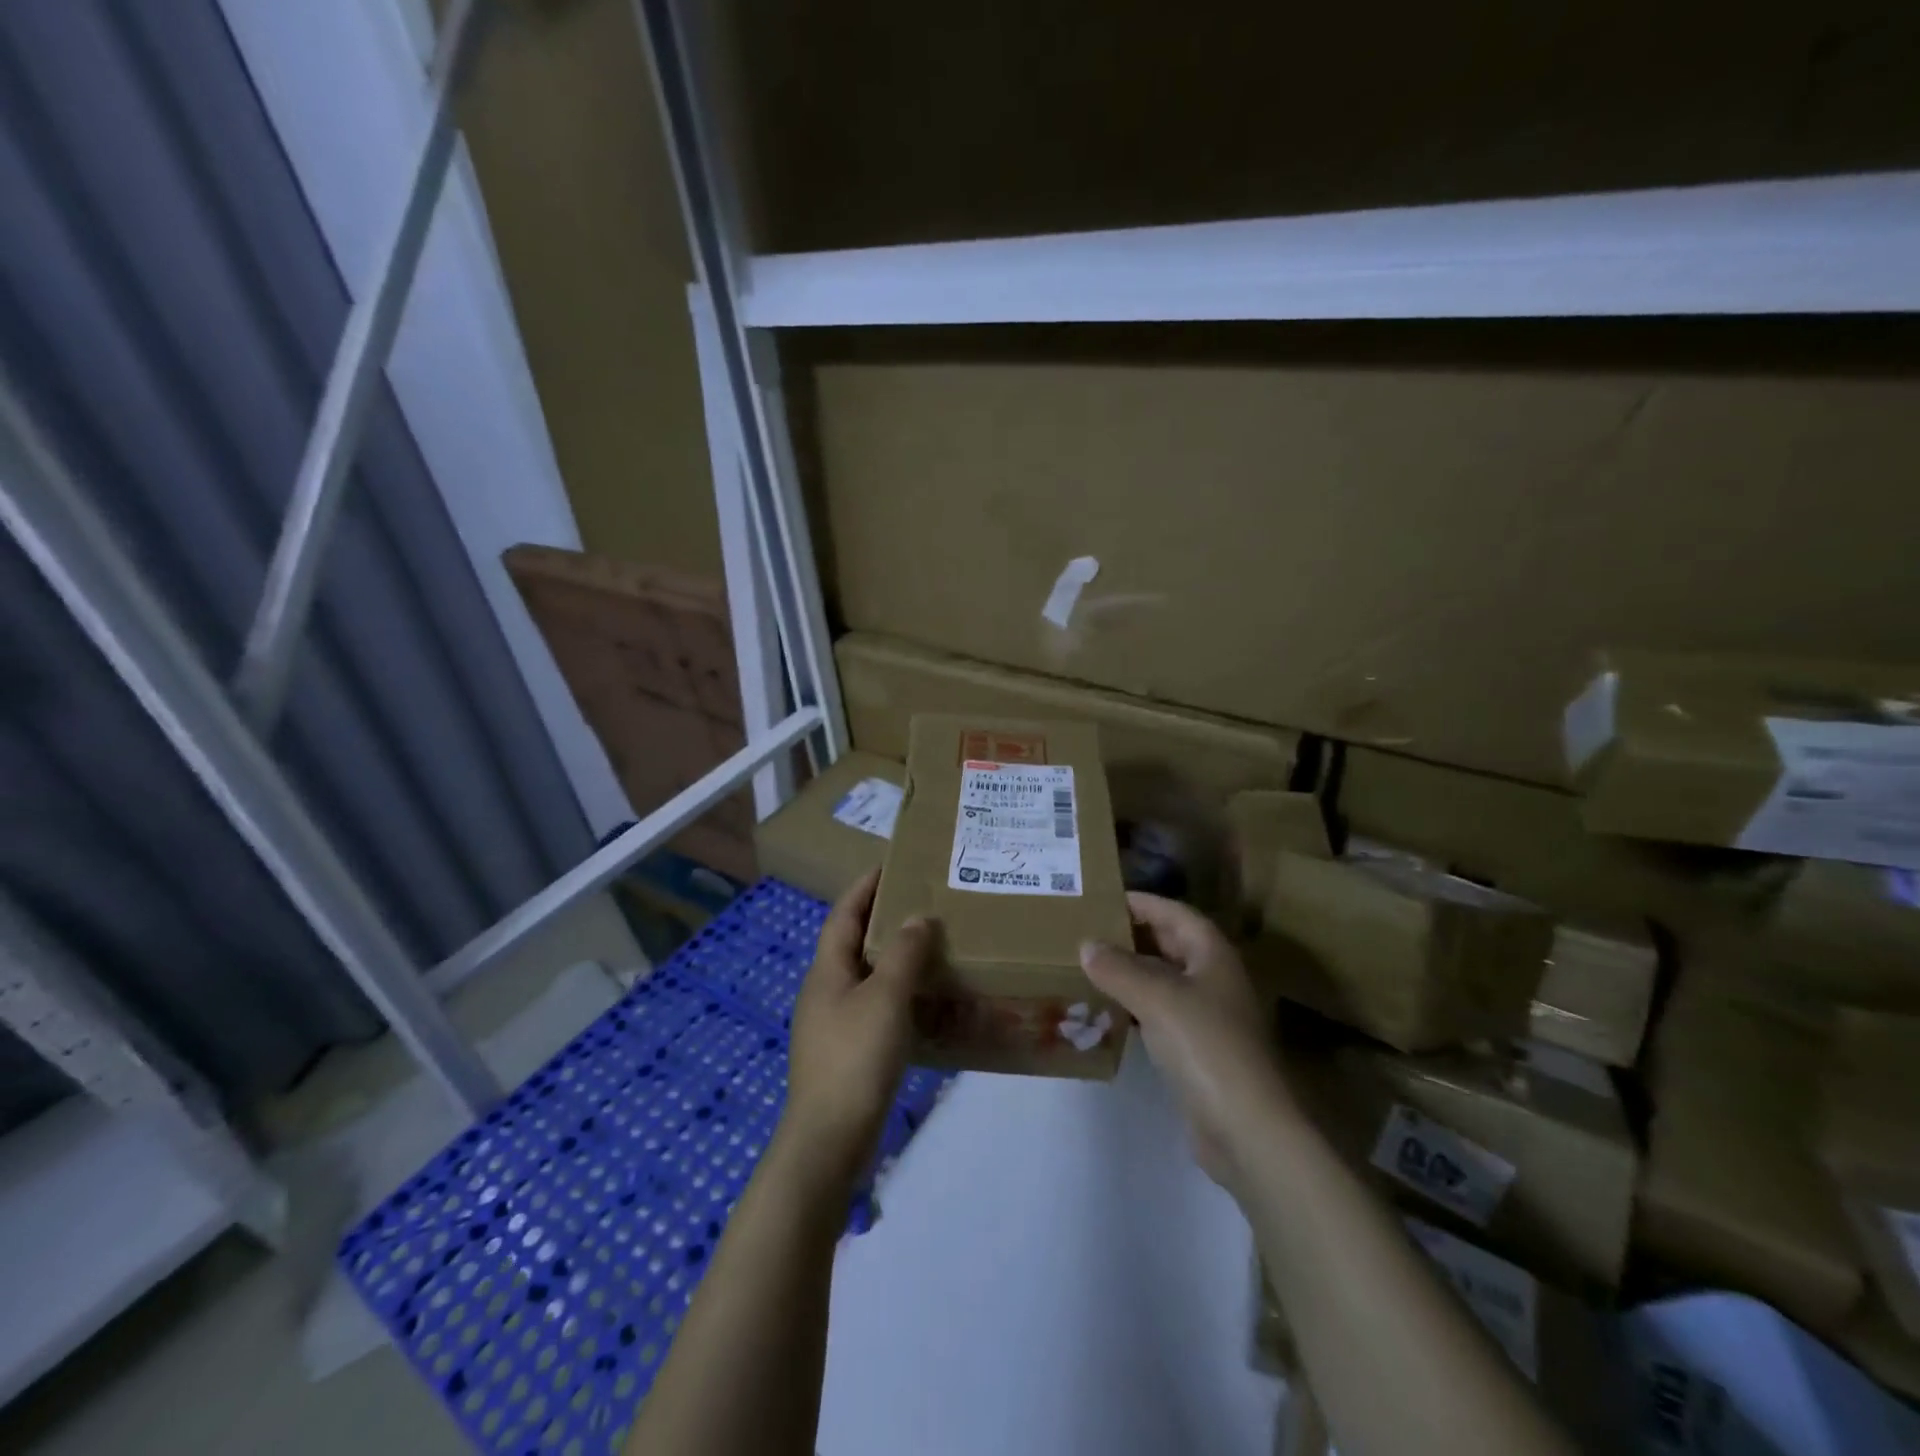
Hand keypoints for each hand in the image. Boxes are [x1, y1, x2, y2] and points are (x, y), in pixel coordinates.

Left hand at [781, 869, 935, 1182]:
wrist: (829, 1139)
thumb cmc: (855, 1057)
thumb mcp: (885, 999)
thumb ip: (903, 955)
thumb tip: (917, 919)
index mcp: (826, 971)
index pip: (844, 914)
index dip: (865, 887)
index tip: (890, 864)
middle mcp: (825, 991)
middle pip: (855, 943)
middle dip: (885, 920)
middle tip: (923, 903)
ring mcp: (834, 1023)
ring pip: (868, 978)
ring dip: (896, 960)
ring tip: (932, 947)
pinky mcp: (848, 1052)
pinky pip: (877, 1010)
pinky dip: (901, 998)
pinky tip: (927, 1004)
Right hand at [1080, 893, 1291, 1188]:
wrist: (1245, 1128)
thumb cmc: (1205, 1046)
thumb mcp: (1157, 998)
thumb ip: (1118, 968)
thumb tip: (1086, 944)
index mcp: (1213, 954)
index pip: (1174, 913)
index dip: (1142, 902)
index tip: (1102, 898)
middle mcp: (1213, 978)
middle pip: (1170, 944)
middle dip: (1131, 935)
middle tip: (1086, 929)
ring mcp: (1207, 1016)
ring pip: (1162, 980)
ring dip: (1129, 971)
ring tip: (1087, 964)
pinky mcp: (1197, 1050)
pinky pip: (1159, 1013)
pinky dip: (1134, 1005)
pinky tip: (1106, 1008)